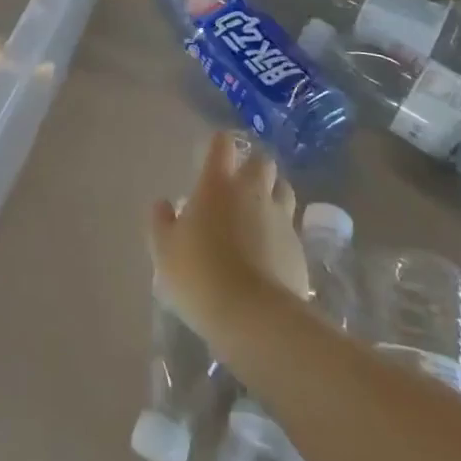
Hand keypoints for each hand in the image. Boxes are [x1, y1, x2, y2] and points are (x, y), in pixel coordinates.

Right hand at [149, 134, 309, 341]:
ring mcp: (281, 219)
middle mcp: (253, 192)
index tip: (215, 152)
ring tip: (260, 213)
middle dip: (254, 166)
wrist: (253, 316)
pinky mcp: (299, 248)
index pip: (223, 145)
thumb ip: (161, 222)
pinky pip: (291, 228)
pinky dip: (281, 232)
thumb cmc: (199, 274)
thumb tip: (163, 204)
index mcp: (217, 185)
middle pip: (263, 162)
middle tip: (241, 183)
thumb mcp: (164, 250)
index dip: (220, 144)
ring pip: (284, 190)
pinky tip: (271, 252)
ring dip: (273, 194)